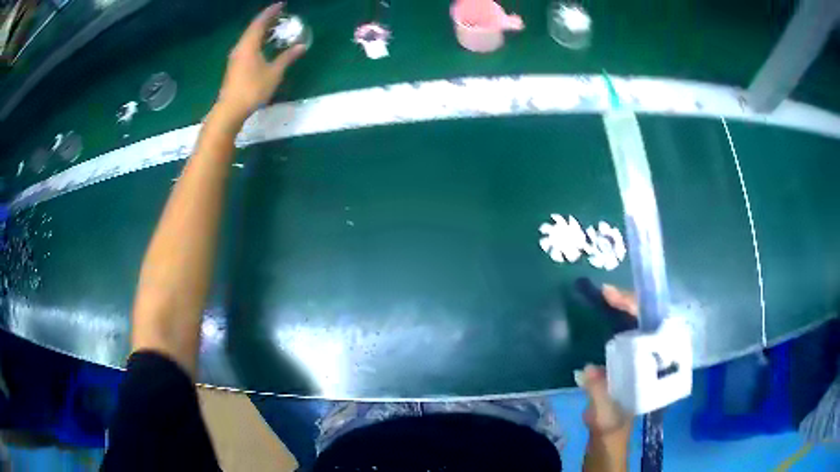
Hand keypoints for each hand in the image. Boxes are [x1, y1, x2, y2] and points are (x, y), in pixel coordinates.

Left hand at [216, 3, 305, 123]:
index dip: (271, 12)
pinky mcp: (234, 66)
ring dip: (261, 30)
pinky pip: (247, 46)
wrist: (230, 110)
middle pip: (253, 28)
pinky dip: (256, 40)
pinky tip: (264, 44)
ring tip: (274, 27)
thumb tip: (301, 45)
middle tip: (280, 15)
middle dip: (266, 20)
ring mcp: (235, 57)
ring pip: (249, 37)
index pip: (260, 22)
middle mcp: (240, 47)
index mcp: (249, 45)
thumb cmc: (252, 89)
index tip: (281, 4)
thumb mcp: (274, 73)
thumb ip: (287, 57)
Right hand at [580, 285, 637, 434]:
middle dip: (629, 303)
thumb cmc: (611, 428)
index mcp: (653, 370)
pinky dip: (615, 322)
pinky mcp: (629, 364)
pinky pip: (626, 337)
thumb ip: (599, 394)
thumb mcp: (605, 416)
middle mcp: (651, 360)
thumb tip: (589, 369)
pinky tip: (604, 316)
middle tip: (606, 293)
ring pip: (637, 327)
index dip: (634, 309)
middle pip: (646, 323)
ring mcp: (640, 361)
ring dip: (623, 310)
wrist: (609, 440)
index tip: (612, 295)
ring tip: (606, 298)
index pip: (651, 330)